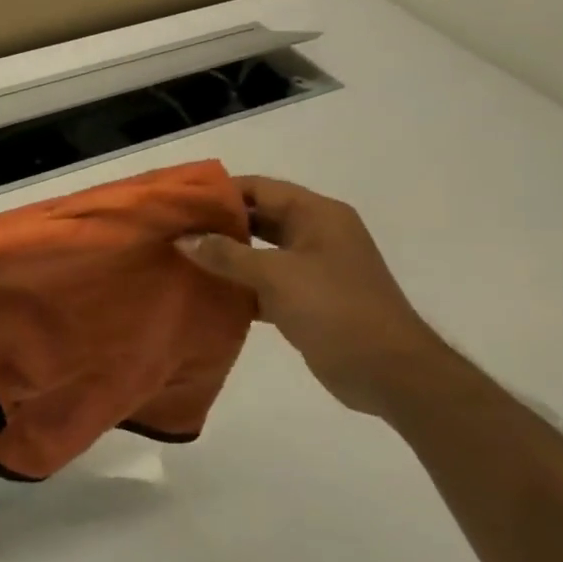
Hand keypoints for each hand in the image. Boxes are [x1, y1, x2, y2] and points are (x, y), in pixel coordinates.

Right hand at [177, 175, 450, 415]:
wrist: (389, 373)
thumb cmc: (336, 309)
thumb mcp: (276, 275)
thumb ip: (227, 255)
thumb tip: (183, 238)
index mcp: (317, 215)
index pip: (260, 188)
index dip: (220, 191)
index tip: (180, 200)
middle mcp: (316, 235)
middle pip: (258, 218)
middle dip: (217, 223)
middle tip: (172, 228)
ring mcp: (312, 269)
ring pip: (258, 252)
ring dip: (224, 255)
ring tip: (180, 256)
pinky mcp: (306, 300)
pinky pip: (262, 283)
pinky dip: (237, 285)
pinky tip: (205, 292)